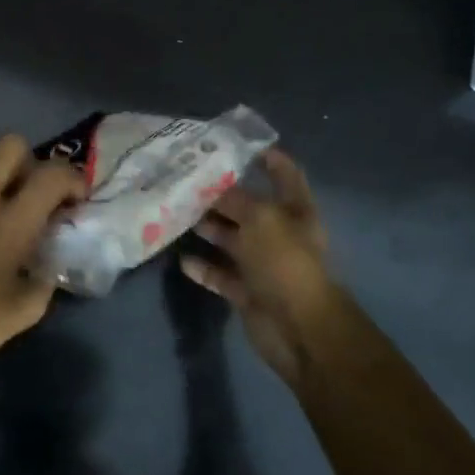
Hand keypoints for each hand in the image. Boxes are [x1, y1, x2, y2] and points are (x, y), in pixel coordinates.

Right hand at [180, 150, 349, 385]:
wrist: (299, 329)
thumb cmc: (285, 262)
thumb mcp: (260, 219)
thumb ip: (234, 199)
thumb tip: (211, 186)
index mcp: (295, 211)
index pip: (284, 175)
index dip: (267, 158)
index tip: (236, 145)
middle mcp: (279, 234)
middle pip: (248, 208)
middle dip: (221, 195)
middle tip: (185, 180)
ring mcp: (263, 265)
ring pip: (231, 240)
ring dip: (207, 229)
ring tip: (176, 214)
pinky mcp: (247, 292)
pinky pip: (221, 275)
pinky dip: (203, 268)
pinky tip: (181, 259)